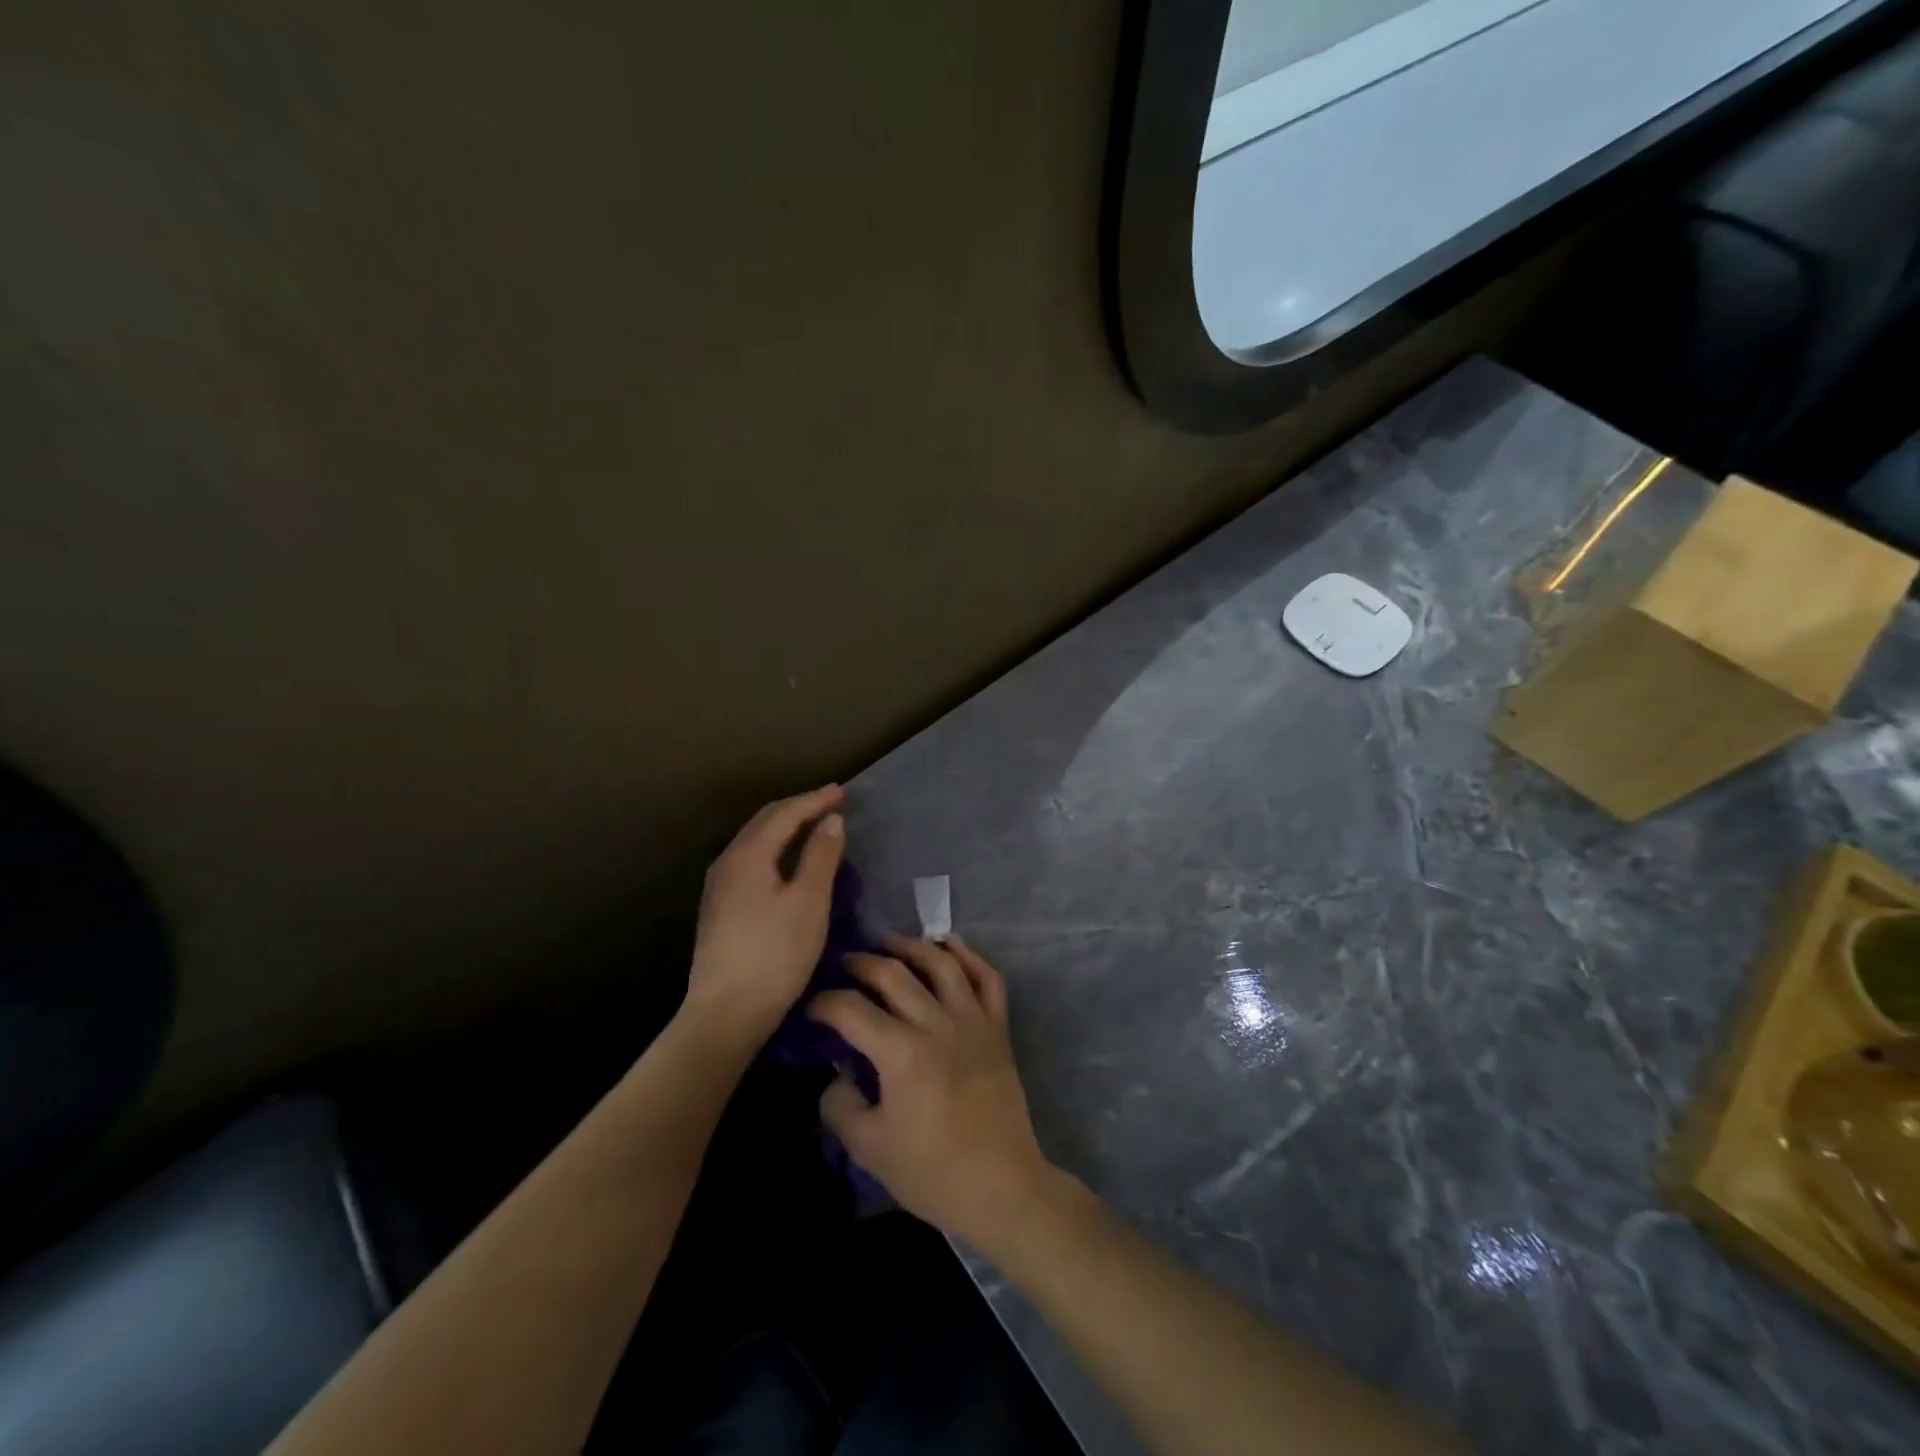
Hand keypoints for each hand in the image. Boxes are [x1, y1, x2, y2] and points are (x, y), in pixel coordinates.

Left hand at [685, 785, 845, 1045]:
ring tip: (813, 825)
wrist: (726, 1012)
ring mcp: (719, 886)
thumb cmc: (775, 955)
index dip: (815, 800)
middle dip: (798, 808)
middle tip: (830, 802)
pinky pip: (751, 859)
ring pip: (755, 840)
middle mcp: (727, 862)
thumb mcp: (809, 903)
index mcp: (748, 855)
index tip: (843, 791)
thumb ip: (821, 856)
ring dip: (785, 827)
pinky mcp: (719, 907)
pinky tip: (788, 862)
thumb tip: (831, 820)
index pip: (785, 813)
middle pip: (765, 821)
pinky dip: (775, 848)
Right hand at [809, 935, 1054, 1248]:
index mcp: (902, 1053)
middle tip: (845, 963)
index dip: (825, 1003)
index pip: (852, 1010)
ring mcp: (973, 1020)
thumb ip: (841, 1104)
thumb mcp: (868, 1148)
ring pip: (941, 963)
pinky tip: (950, 947)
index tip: (812, 1007)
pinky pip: (988, 978)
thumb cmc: (932, 1172)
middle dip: (862, 963)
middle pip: (894, 973)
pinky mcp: (998, 1027)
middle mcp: (937, 1023)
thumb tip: (839, 1073)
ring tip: (890, 944)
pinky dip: (969, 956)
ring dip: (911, 946)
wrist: (1000, 1186)